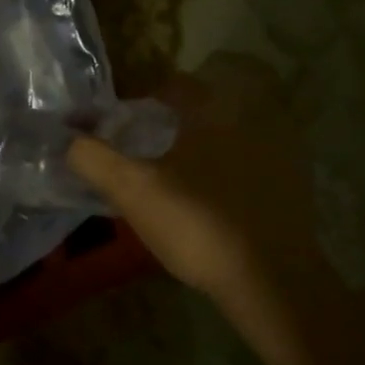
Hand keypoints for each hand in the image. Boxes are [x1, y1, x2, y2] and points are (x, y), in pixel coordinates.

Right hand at [68, 55, 321, 315]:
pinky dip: (240, 162)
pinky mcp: (298, 182)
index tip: (128, 122)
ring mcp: (283, 149)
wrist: (272, 279)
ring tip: (189, 168)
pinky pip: (262, 156)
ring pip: (242, 126)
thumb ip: (93, 158)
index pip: (177, 85)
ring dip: (216, 136)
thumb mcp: (133, 190)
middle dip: (187, 112)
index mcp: (213, 111)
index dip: (148, 98)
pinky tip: (222, 193)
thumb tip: (67, 138)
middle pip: (215, 100)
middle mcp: (254, 116)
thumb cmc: (198, 223)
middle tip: (161, 140)